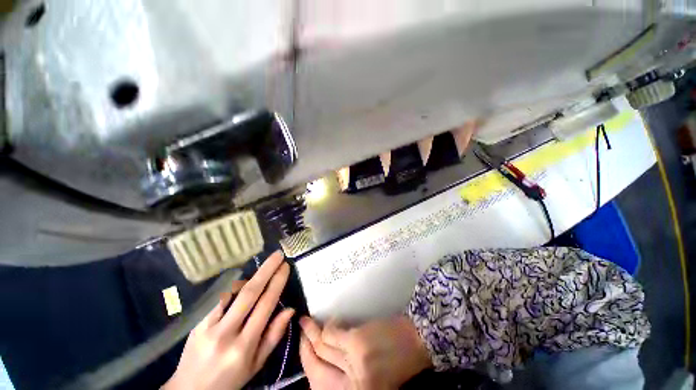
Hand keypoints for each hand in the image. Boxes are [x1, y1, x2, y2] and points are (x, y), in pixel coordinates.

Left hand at [163, 251, 293, 389]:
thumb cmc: (229, 379)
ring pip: (229, 291)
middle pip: (248, 294)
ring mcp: (206, 326)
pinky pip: (216, 297)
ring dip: (248, 275)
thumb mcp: (256, 364)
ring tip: (261, 269)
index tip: (285, 267)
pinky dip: (230, 285)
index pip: (265, 306)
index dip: (277, 283)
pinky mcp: (194, 322)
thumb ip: (274, 336)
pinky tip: (239, 280)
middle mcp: (225, 334)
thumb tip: (290, 309)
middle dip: (266, 270)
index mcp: (244, 346)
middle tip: (277, 255)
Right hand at [299, 316, 431, 389]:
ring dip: (312, 333)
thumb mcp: (373, 377)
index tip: (303, 349)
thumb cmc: (400, 361)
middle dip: (305, 348)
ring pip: (323, 347)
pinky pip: (333, 333)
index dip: (308, 365)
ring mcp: (352, 363)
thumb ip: (349, 373)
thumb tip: (327, 359)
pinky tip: (329, 320)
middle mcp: (350, 386)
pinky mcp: (356, 342)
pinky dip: (329, 325)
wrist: (419, 341)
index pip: (319, 385)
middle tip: (300, 331)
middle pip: (316, 368)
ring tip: (306, 322)